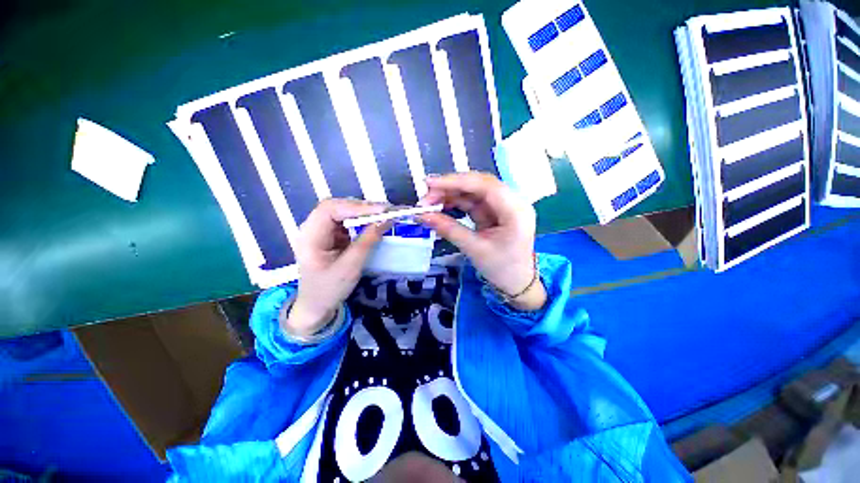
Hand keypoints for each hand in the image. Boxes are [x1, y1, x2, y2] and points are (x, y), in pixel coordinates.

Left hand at [287, 199, 391, 336]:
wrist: (315, 306)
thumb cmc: (328, 290)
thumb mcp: (349, 268)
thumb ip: (366, 243)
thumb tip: (384, 221)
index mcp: (309, 236)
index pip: (330, 210)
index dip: (356, 207)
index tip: (381, 210)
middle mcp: (312, 228)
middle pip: (337, 206)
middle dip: (362, 207)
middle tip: (386, 211)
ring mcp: (321, 230)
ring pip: (342, 211)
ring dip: (363, 212)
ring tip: (383, 215)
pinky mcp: (330, 235)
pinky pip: (347, 221)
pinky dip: (361, 220)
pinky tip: (373, 222)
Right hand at [418, 172, 545, 310]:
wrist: (517, 283)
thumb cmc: (502, 269)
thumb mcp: (474, 249)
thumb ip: (449, 230)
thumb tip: (423, 216)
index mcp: (515, 210)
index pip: (484, 185)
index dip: (456, 181)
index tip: (430, 184)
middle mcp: (511, 202)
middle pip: (478, 185)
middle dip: (450, 188)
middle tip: (426, 197)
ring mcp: (502, 206)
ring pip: (473, 192)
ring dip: (450, 195)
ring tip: (429, 204)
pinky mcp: (493, 212)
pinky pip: (472, 202)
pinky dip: (455, 204)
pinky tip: (441, 207)